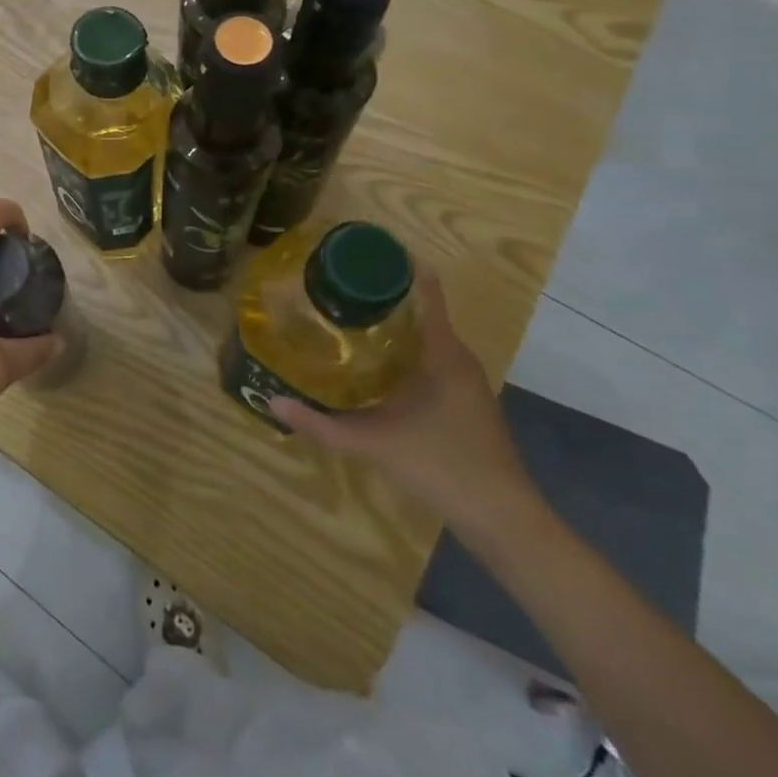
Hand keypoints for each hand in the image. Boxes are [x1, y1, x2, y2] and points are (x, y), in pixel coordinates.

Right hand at [271, 273, 541, 541]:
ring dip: (391, 328)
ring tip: (344, 321)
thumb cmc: (443, 467)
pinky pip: (430, 362)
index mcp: (443, 353)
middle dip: (380, 297)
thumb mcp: (373, 444)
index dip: (398, 266)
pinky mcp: (464, 404)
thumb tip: (272, 403)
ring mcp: (465, 383)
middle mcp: (457, 359)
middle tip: (335, 289)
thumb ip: (321, 425)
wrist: (504, 522)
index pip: (426, 291)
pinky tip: (372, 369)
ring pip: (425, 339)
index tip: (361, 254)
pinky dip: (402, 354)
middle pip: (420, 312)